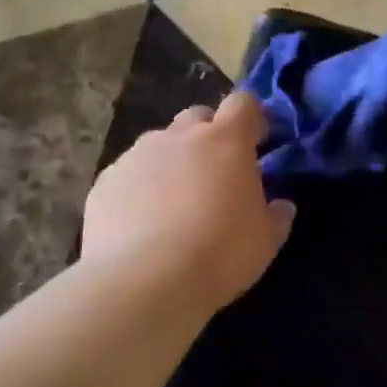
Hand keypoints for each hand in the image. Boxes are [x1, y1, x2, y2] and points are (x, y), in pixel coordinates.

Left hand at [82, 93, 295, 312]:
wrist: (143, 282)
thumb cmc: (219, 254)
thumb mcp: (265, 241)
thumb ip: (276, 215)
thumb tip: (281, 205)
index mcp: (225, 140)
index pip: (243, 104)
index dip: (251, 119)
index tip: (256, 143)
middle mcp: (179, 136)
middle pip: (197, 117)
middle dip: (208, 137)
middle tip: (214, 175)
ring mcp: (136, 155)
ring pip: (159, 146)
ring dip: (171, 163)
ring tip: (173, 206)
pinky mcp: (105, 181)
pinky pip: (128, 175)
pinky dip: (138, 189)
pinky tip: (140, 225)